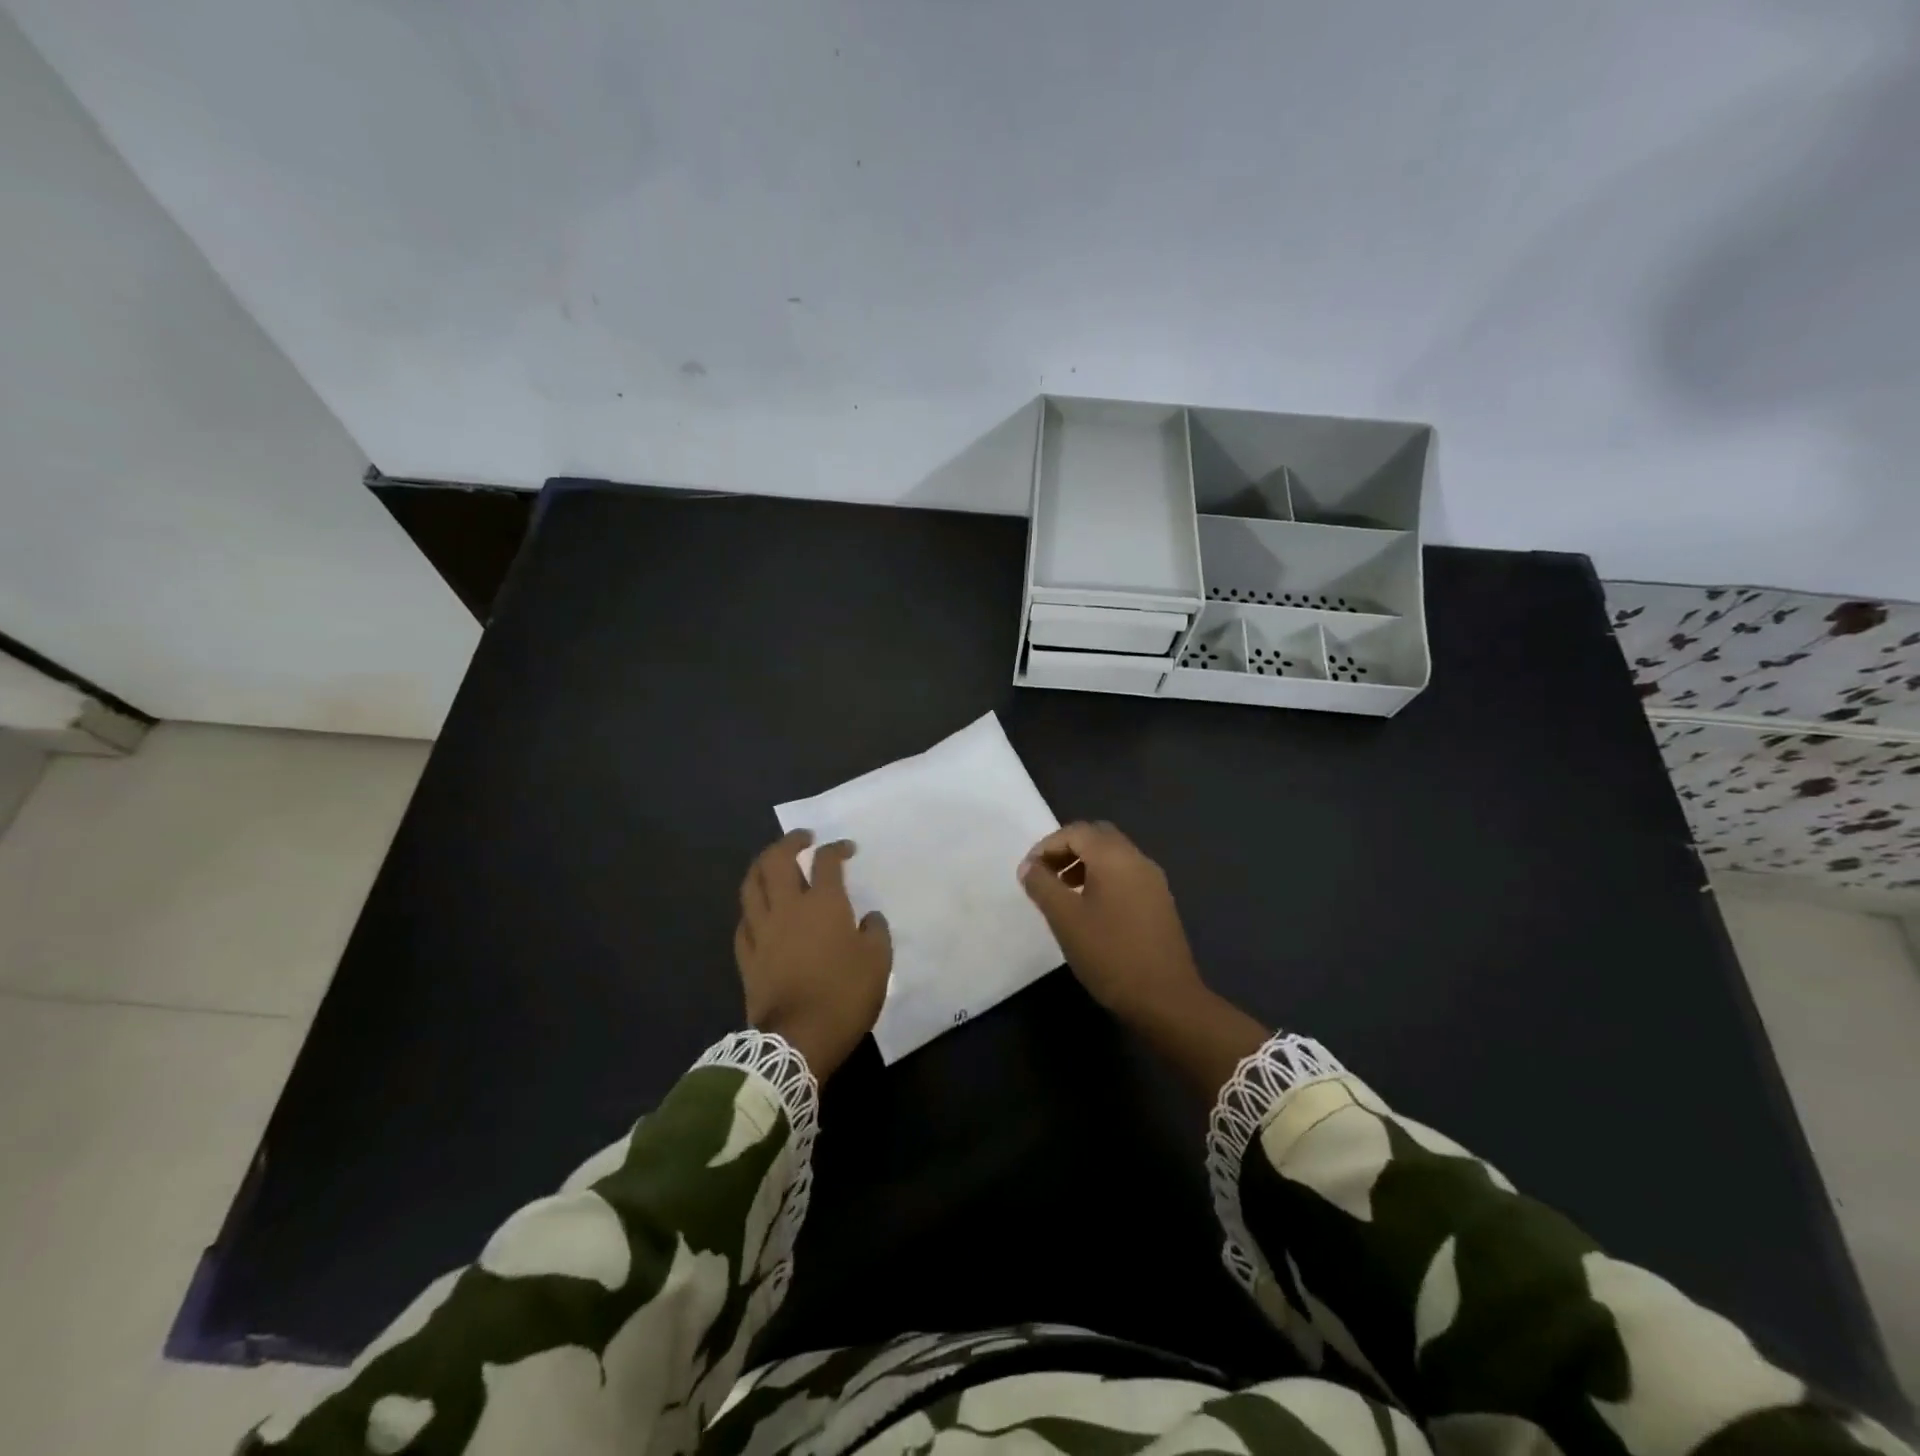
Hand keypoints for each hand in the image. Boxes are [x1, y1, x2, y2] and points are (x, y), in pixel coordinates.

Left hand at [734, 829, 891, 1079]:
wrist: (799, 1039)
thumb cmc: (844, 995)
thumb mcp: (878, 962)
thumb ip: (875, 932)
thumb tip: (868, 918)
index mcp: (823, 904)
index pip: (826, 861)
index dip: (836, 849)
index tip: (846, 849)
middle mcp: (788, 908)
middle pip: (777, 861)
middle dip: (789, 842)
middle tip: (802, 838)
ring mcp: (762, 931)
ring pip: (751, 885)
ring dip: (762, 866)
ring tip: (772, 863)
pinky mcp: (747, 956)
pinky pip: (744, 922)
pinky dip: (752, 908)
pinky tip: (758, 911)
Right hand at [1018, 821, 1205, 1025]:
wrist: (1165, 998)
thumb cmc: (1109, 953)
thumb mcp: (1065, 919)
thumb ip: (1042, 886)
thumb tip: (1029, 867)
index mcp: (1115, 857)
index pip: (1076, 831)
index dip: (1047, 846)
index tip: (1029, 872)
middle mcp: (1138, 860)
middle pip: (1097, 837)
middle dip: (1067, 850)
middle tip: (1046, 875)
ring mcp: (1154, 881)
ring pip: (1113, 856)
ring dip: (1084, 864)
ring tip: (1063, 893)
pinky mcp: (1160, 903)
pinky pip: (1126, 875)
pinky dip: (1103, 879)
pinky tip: (1091, 910)